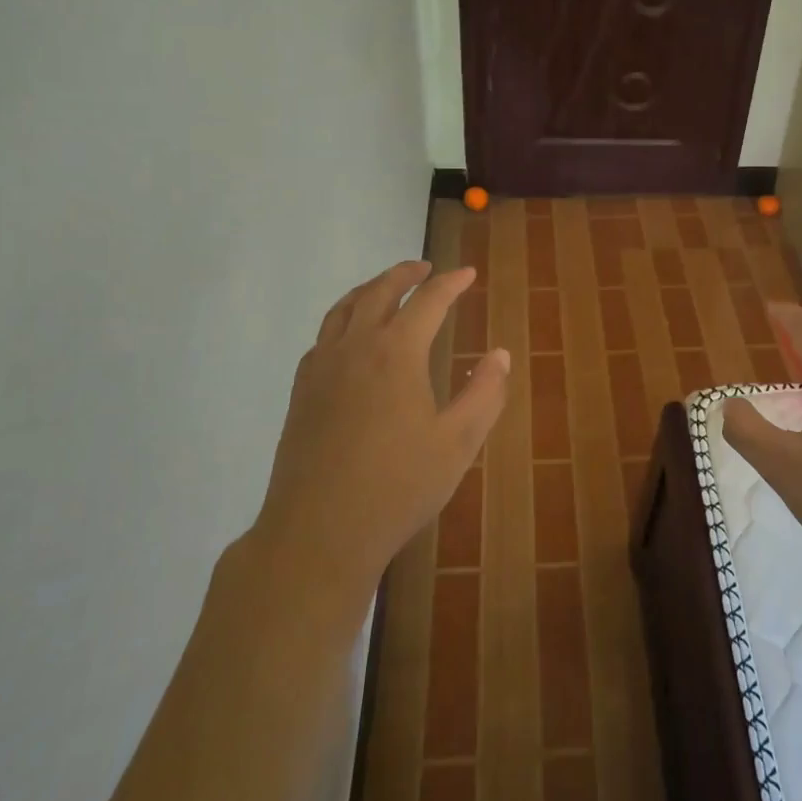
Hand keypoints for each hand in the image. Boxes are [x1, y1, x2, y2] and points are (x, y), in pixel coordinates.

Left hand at [251, 260, 509, 592]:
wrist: (318, 532)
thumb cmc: (398, 487)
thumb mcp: (458, 442)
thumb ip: (485, 393)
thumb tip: (500, 354)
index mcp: (397, 352)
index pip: (428, 301)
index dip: (451, 283)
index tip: (467, 274)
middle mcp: (355, 347)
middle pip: (380, 292)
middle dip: (405, 274)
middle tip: (425, 268)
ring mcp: (321, 368)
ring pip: (344, 309)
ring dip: (369, 289)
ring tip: (386, 288)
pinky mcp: (301, 392)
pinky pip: (323, 337)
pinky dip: (342, 319)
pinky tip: (350, 337)